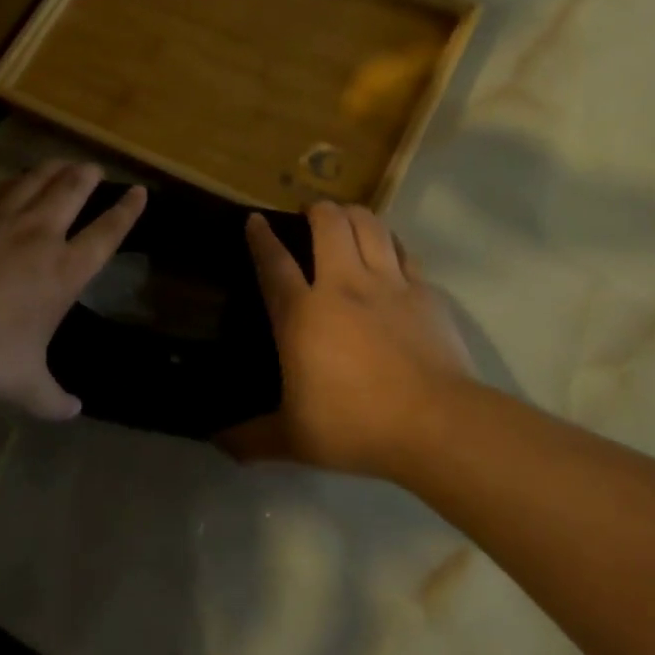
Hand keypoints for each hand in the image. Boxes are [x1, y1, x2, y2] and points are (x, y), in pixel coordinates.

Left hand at [0, 161, 144, 418]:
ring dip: (54, 169)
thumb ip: (51, 398)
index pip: (106, 233)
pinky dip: (14, 179)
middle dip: (88, 178)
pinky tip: (12, 180)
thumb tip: (74, 411)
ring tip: (63, 163)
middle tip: (95, 168)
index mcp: (62, 271)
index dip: (127, 212)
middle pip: (72, 193)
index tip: (139, 192)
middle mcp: (38, 235)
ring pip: (36, 180)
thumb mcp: (21, 383)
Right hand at [225, 201, 472, 479]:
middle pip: (329, 225)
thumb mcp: (294, 440)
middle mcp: (343, 286)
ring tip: (347, 218)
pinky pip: (405, 252)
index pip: (274, 264)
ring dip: (354, 214)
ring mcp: (388, 285)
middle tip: (312, 214)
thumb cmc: (355, 426)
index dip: (261, 237)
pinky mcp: (426, 293)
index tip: (255, 219)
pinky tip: (390, 249)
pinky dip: (391, 242)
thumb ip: (253, 439)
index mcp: (303, 315)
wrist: (435, 424)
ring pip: (370, 226)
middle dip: (317, 210)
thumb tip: (218, 444)